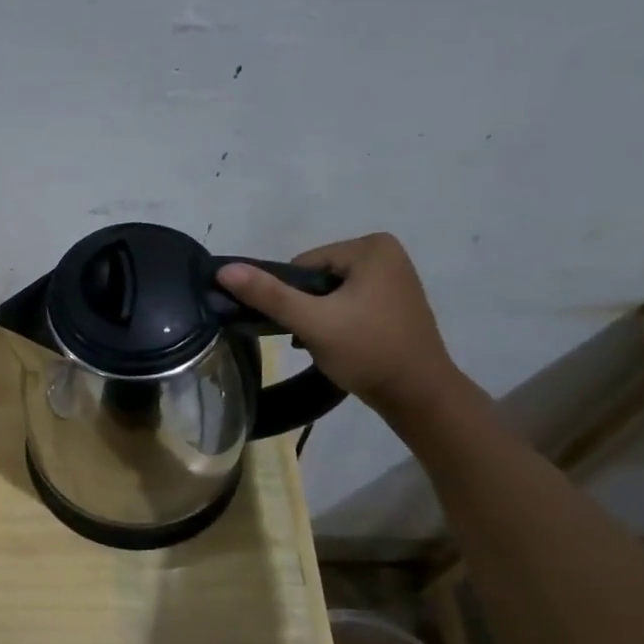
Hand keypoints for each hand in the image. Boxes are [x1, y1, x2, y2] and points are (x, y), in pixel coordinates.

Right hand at [218, 232, 466, 420]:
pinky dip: (339, 322)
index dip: (294, 297)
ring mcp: (394, 277)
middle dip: (308, 308)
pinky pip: (349, 303)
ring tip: (331, 345)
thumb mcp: (312, 322)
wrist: (420, 396)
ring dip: (320, 318)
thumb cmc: (368, 352)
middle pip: (316, 278)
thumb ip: (268, 295)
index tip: (306, 327)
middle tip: (317, 339)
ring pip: (330, 293)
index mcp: (371, 247)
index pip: (302, 265)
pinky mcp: (395, 301)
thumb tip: (224, 269)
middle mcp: (386, 253)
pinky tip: (345, 345)